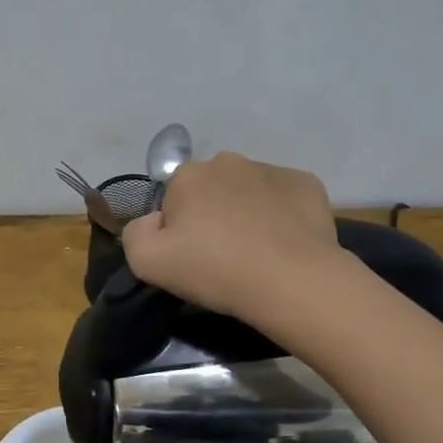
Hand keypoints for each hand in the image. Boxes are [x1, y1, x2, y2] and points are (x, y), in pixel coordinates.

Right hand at [121, 151, 343, 329]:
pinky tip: (286, 244)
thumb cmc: (215, 269)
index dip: (178, 230)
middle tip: (222, 256)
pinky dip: (283, 215)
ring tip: (257, 253)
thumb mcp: (147, 263)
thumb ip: (135, 234)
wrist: (292, 280)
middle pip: (211, 191)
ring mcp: (272, 170)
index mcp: (188, 175)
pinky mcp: (307, 184)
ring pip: (249, 192)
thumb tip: (154, 221)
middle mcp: (228, 161)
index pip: (173, 199)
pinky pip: (285, 198)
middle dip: (212, 216)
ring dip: (247, 213)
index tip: (191, 257)